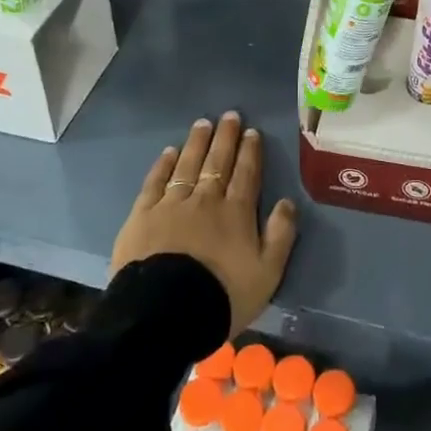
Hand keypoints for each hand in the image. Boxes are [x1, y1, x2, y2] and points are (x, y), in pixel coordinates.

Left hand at [112, 113, 298, 337]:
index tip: (252, 132)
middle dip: (225, 137)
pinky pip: (155, 182)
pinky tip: (169, 152)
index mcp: (236, 213)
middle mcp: (206, 200)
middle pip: (217, 162)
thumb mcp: (267, 274)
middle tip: (229, 115)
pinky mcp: (142, 216)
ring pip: (187, 165)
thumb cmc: (222, 296)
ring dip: (197, 143)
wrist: (165, 314)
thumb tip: (287, 202)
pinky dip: (164, 165)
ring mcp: (172, 205)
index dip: (250, 152)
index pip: (246, 174)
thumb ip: (280, 235)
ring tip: (203, 124)